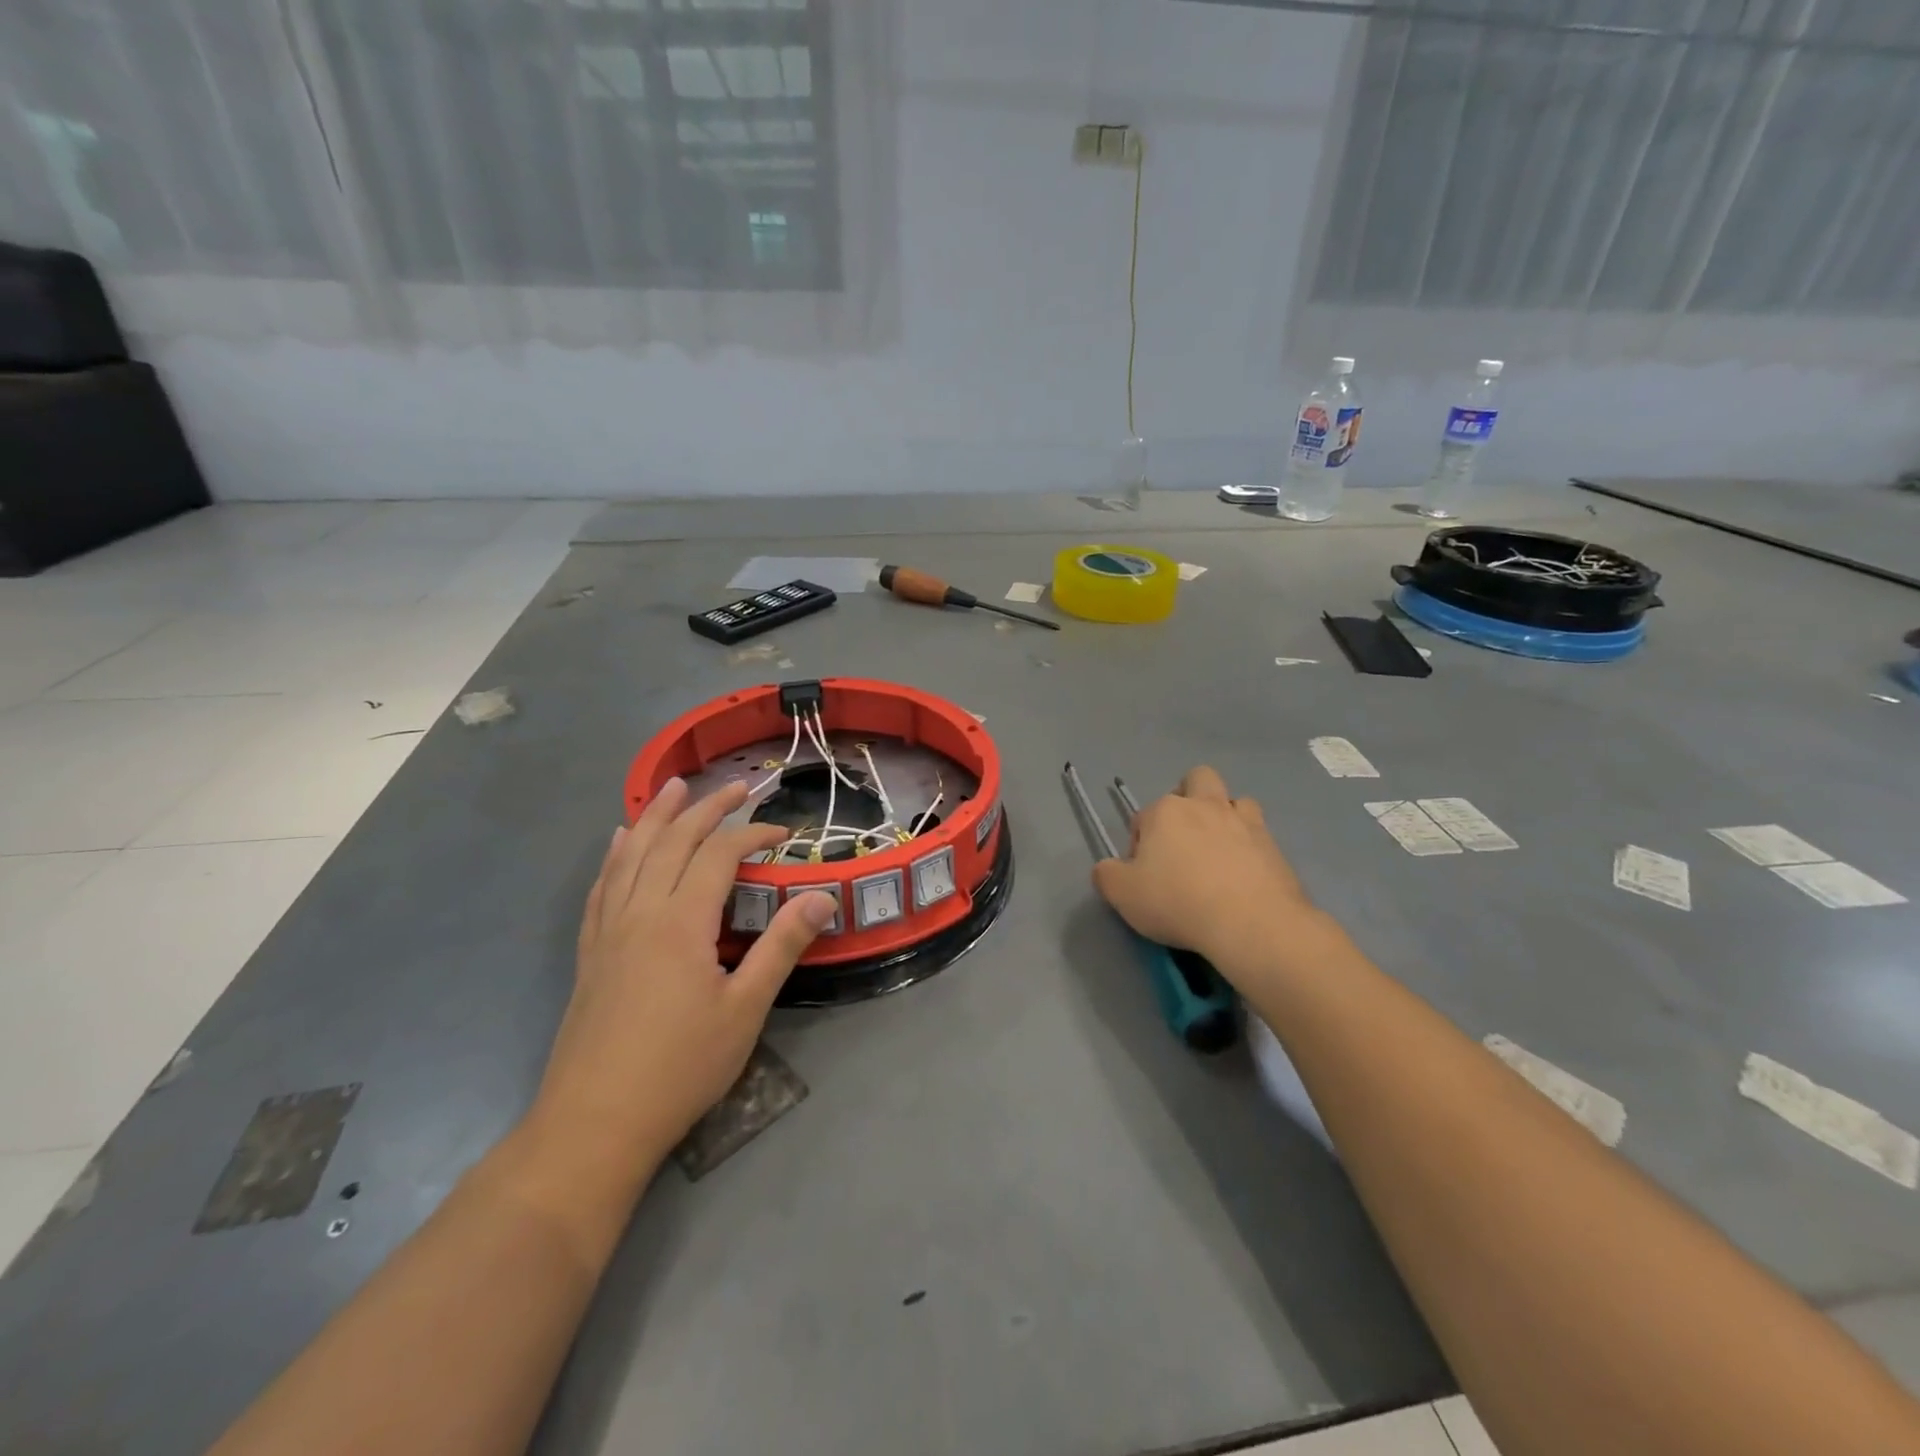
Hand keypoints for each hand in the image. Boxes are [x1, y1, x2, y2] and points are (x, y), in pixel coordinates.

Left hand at [531, 778, 835, 1169]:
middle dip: (707, 808)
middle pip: (673, 842)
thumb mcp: (745, 1009)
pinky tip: (620, 843)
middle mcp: (640, 913)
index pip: (719, 856)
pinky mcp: (591, 952)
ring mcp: (609, 931)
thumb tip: (821, 898)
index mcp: (680, 923)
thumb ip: (782, 946)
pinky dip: (615, 856)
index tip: (784, 834)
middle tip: (737, 787)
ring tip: (673, 787)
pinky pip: (602, 887)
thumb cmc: (681, 1067)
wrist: (594, 1124)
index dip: (752, 834)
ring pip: (632, 855)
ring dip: (657, 816)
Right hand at [1093, 766, 1322, 971]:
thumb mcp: (1123, 894)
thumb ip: (1107, 875)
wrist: (1251, 923)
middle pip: (1197, 779)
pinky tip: (1243, 874)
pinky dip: (1250, 846)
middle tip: (1183, 838)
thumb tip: (1108, 868)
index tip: (1144, 873)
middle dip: (1189, 798)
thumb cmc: (1178, 902)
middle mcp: (1205, 805)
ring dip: (1225, 816)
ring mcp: (1244, 822)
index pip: (1144, 816)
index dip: (1140, 843)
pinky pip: (1260, 833)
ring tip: (1218, 851)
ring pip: (1235, 800)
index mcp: (1165, 812)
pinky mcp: (1274, 845)